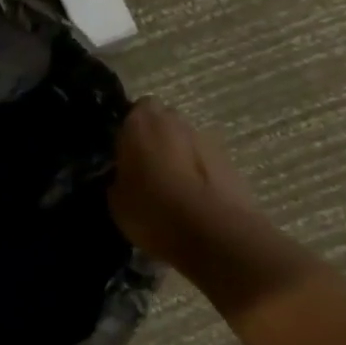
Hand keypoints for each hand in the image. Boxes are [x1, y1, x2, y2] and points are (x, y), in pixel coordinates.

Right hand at [109, 100, 253, 261]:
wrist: (213, 233)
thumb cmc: (152, 210)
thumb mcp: (115, 199)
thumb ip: (118, 176)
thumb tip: (122, 175)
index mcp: (140, 123)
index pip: (132, 111)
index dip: (129, 131)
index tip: (122, 153)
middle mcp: (175, 121)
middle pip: (162, 122)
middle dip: (155, 140)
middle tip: (144, 170)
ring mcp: (206, 139)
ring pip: (185, 142)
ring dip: (178, 156)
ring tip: (170, 189)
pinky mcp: (230, 161)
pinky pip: (204, 162)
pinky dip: (198, 174)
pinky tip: (191, 200)